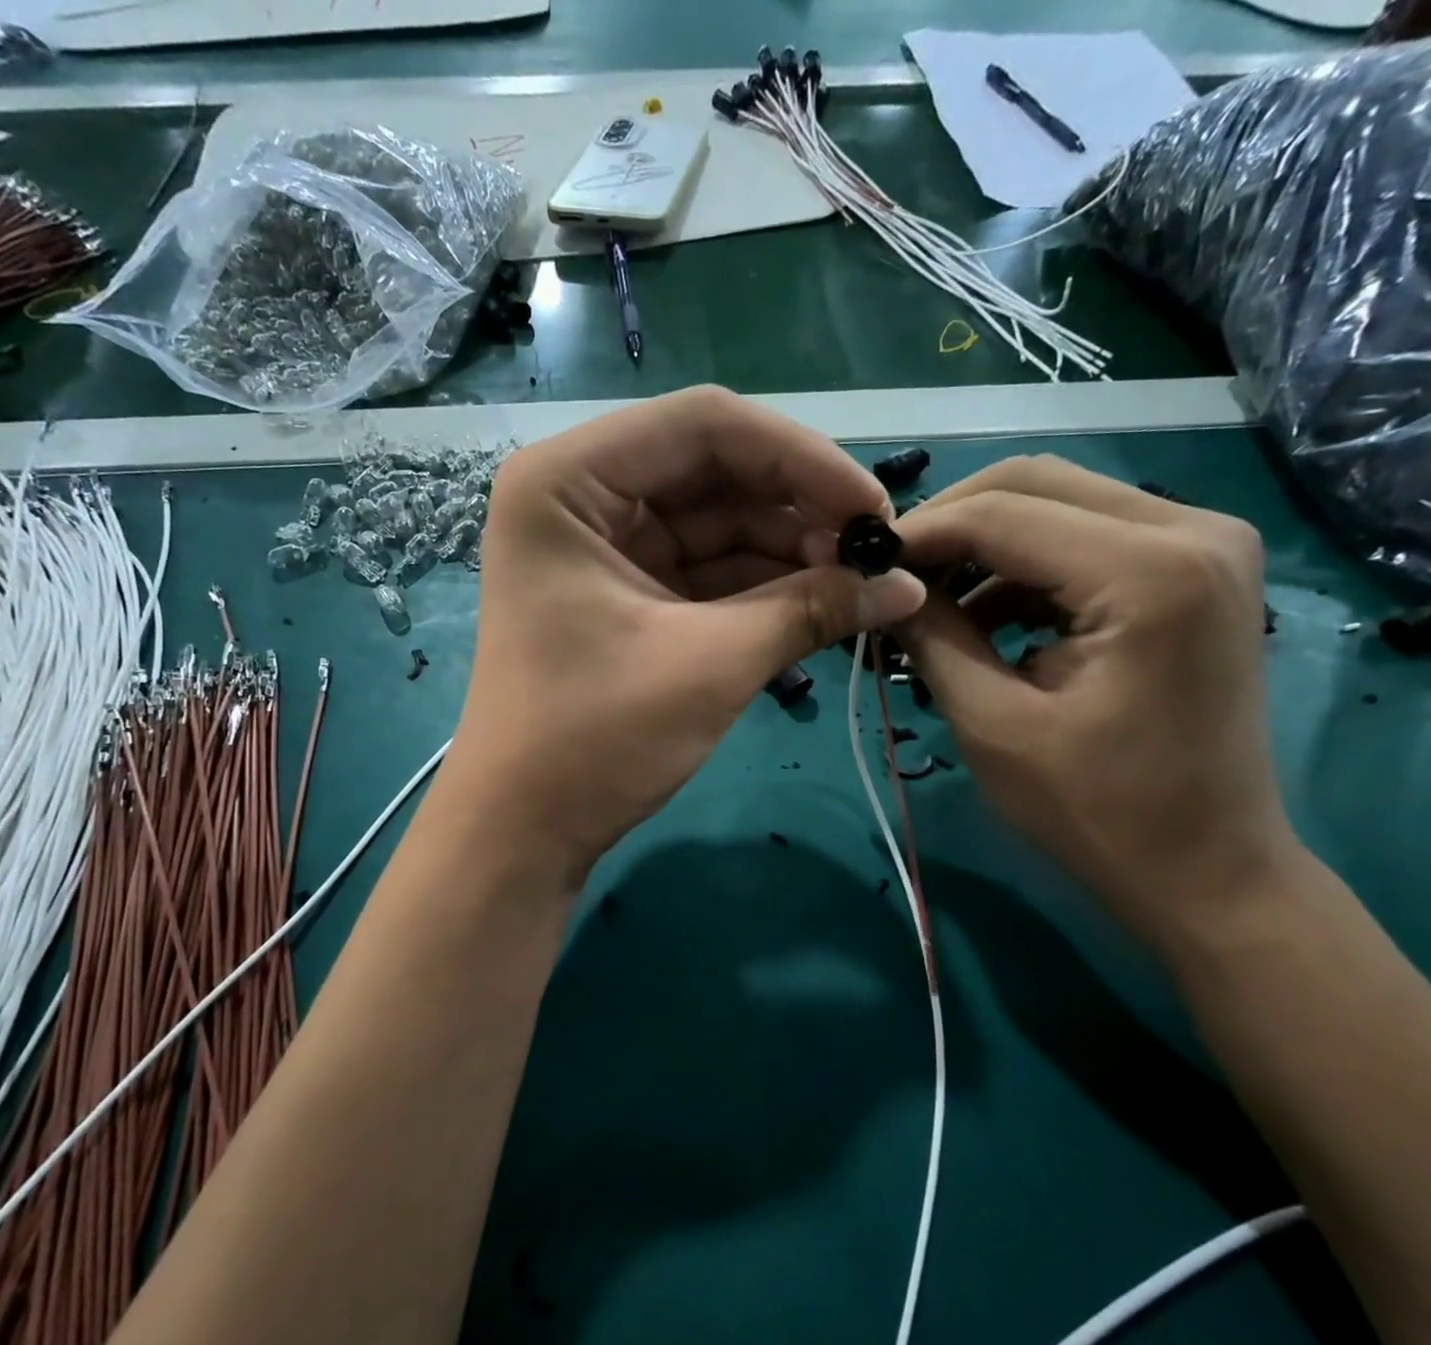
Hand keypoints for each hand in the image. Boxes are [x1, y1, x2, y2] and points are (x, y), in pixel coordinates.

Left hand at [441, 386, 924, 881]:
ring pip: (716, 522)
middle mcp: (580, 496)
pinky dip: (761, 586)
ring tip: (860, 584)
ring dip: (789, 549)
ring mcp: (601, 547)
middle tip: (875, 554)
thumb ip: (810, 609)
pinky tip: (822, 602)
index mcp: (568, 481)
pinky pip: (705, 570)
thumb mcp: (709, 665)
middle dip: (798, 509)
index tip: (874, 510)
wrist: (522, 832)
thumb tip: (908, 584)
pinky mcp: (624, 594)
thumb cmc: (593, 740)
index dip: (801, 458)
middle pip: (713, 469)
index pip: (705, 425)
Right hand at [894, 456, 1298, 940]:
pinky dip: (1023, 567)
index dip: (919, 534)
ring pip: (1058, 502)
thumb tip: (883, 584)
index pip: (1001, 513)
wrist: (1207, 870)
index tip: (859, 564)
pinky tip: (983, 617)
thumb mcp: (992, 724)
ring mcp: (1204, 542)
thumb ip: (933, 637)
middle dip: (949, 525)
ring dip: (983, 546)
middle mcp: (1192, 528)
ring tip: (929, 606)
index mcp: (1148, 571)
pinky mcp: (1195, 568)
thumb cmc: (1098, 813)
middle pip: (1034, 483)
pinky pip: (1086, 537)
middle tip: (893, 577)